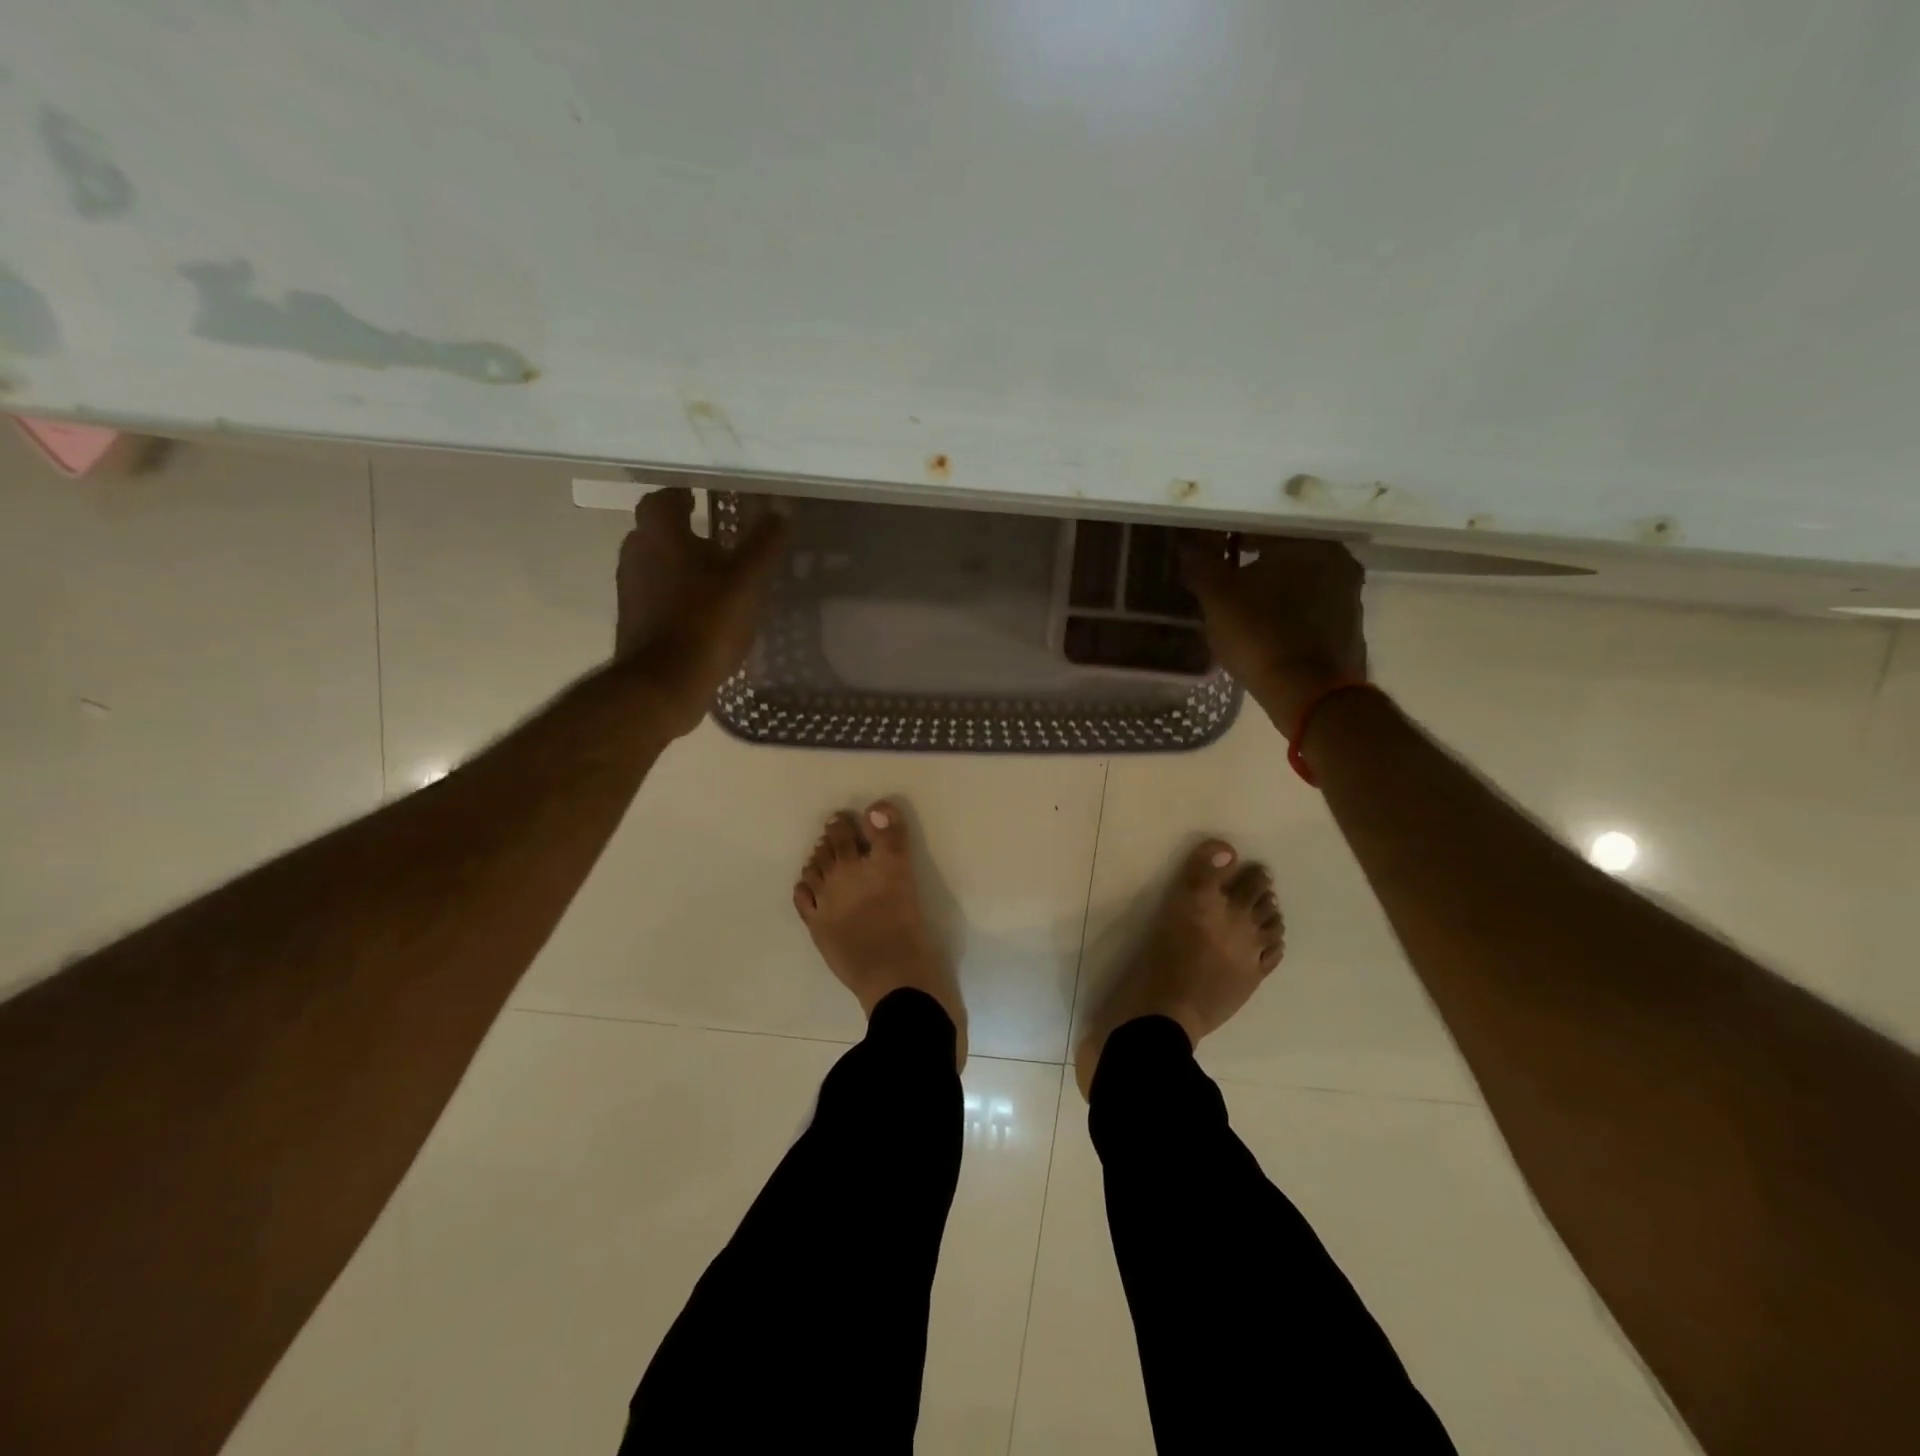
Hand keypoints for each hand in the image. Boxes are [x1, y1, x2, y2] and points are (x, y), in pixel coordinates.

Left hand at [615, 488, 789, 735]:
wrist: (663, 683)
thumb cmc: (706, 622)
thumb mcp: (746, 581)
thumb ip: (763, 544)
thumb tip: (779, 511)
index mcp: (660, 535)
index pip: (663, 499)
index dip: (681, 496)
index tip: (702, 499)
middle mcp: (637, 554)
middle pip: (657, 532)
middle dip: (684, 532)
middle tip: (717, 540)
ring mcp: (631, 589)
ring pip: (656, 564)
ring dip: (680, 565)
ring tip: (716, 578)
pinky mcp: (634, 621)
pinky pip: (656, 595)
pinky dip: (676, 595)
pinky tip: (704, 612)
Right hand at [1179, 535, 1368, 730]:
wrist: (1308, 694)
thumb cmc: (1259, 634)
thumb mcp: (1217, 598)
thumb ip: (1201, 566)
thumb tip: (1187, 546)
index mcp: (1309, 543)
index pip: (1260, 531)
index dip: (1228, 544)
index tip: (1209, 559)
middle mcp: (1339, 562)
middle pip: (1284, 559)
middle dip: (1254, 569)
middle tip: (1224, 586)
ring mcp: (1351, 598)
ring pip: (1300, 586)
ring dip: (1274, 594)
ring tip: (1242, 613)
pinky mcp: (1350, 631)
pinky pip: (1311, 614)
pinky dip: (1289, 618)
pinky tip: (1267, 634)